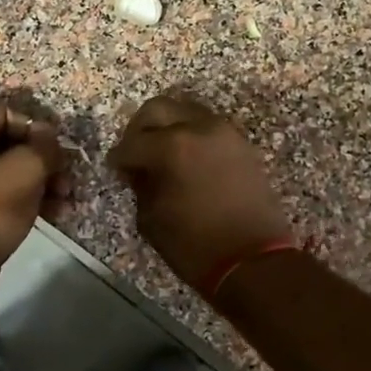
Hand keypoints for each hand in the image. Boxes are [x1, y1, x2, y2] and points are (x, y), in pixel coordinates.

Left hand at [0, 98, 71, 283]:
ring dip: (36, 180)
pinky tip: (50, 211)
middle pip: (4, 142)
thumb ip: (44, 145)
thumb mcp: (26, 169)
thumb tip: (49, 137)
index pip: (4, 112)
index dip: (37, 128)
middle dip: (40, 160)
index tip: (59, 149)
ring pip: (1, 168)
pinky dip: (19, 195)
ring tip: (64, 198)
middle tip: (67, 177)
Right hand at [108, 95, 293, 293]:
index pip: (132, 143)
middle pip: (158, 109)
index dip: (119, 158)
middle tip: (135, 153)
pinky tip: (185, 161)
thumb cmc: (195, 245)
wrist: (254, 261)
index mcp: (172, 147)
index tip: (116, 169)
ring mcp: (225, 133)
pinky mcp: (242, 145)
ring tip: (161, 155)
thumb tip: (139, 171)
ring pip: (186, 112)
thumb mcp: (152, 219)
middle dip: (140, 129)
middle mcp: (199, 128)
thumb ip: (141, 185)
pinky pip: (208, 128)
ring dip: (169, 127)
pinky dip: (192, 136)